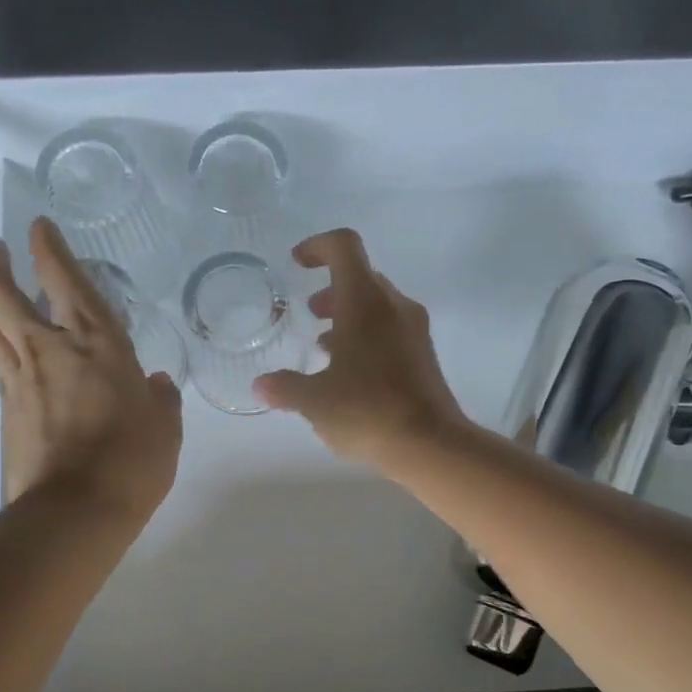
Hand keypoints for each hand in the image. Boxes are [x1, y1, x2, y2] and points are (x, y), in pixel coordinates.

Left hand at [0, 218, 182, 518]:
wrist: (76, 510)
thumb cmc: (133, 461)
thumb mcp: (165, 427)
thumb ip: (162, 398)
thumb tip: (158, 383)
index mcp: (97, 343)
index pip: (65, 280)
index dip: (49, 248)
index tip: (39, 227)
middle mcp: (50, 350)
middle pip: (0, 292)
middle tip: (0, 251)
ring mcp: (20, 380)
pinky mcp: (6, 410)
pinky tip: (10, 352)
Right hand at [255, 228, 466, 466]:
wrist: (430, 444)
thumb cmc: (367, 411)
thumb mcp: (315, 401)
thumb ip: (285, 388)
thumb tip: (261, 385)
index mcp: (365, 302)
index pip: (344, 247)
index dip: (317, 246)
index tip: (297, 263)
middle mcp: (394, 307)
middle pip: (361, 277)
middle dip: (331, 290)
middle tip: (309, 313)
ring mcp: (415, 331)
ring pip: (377, 307)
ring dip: (349, 317)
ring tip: (324, 348)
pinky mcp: (425, 357)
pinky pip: (391, 331)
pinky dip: (367, 338)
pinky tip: (350, 374)